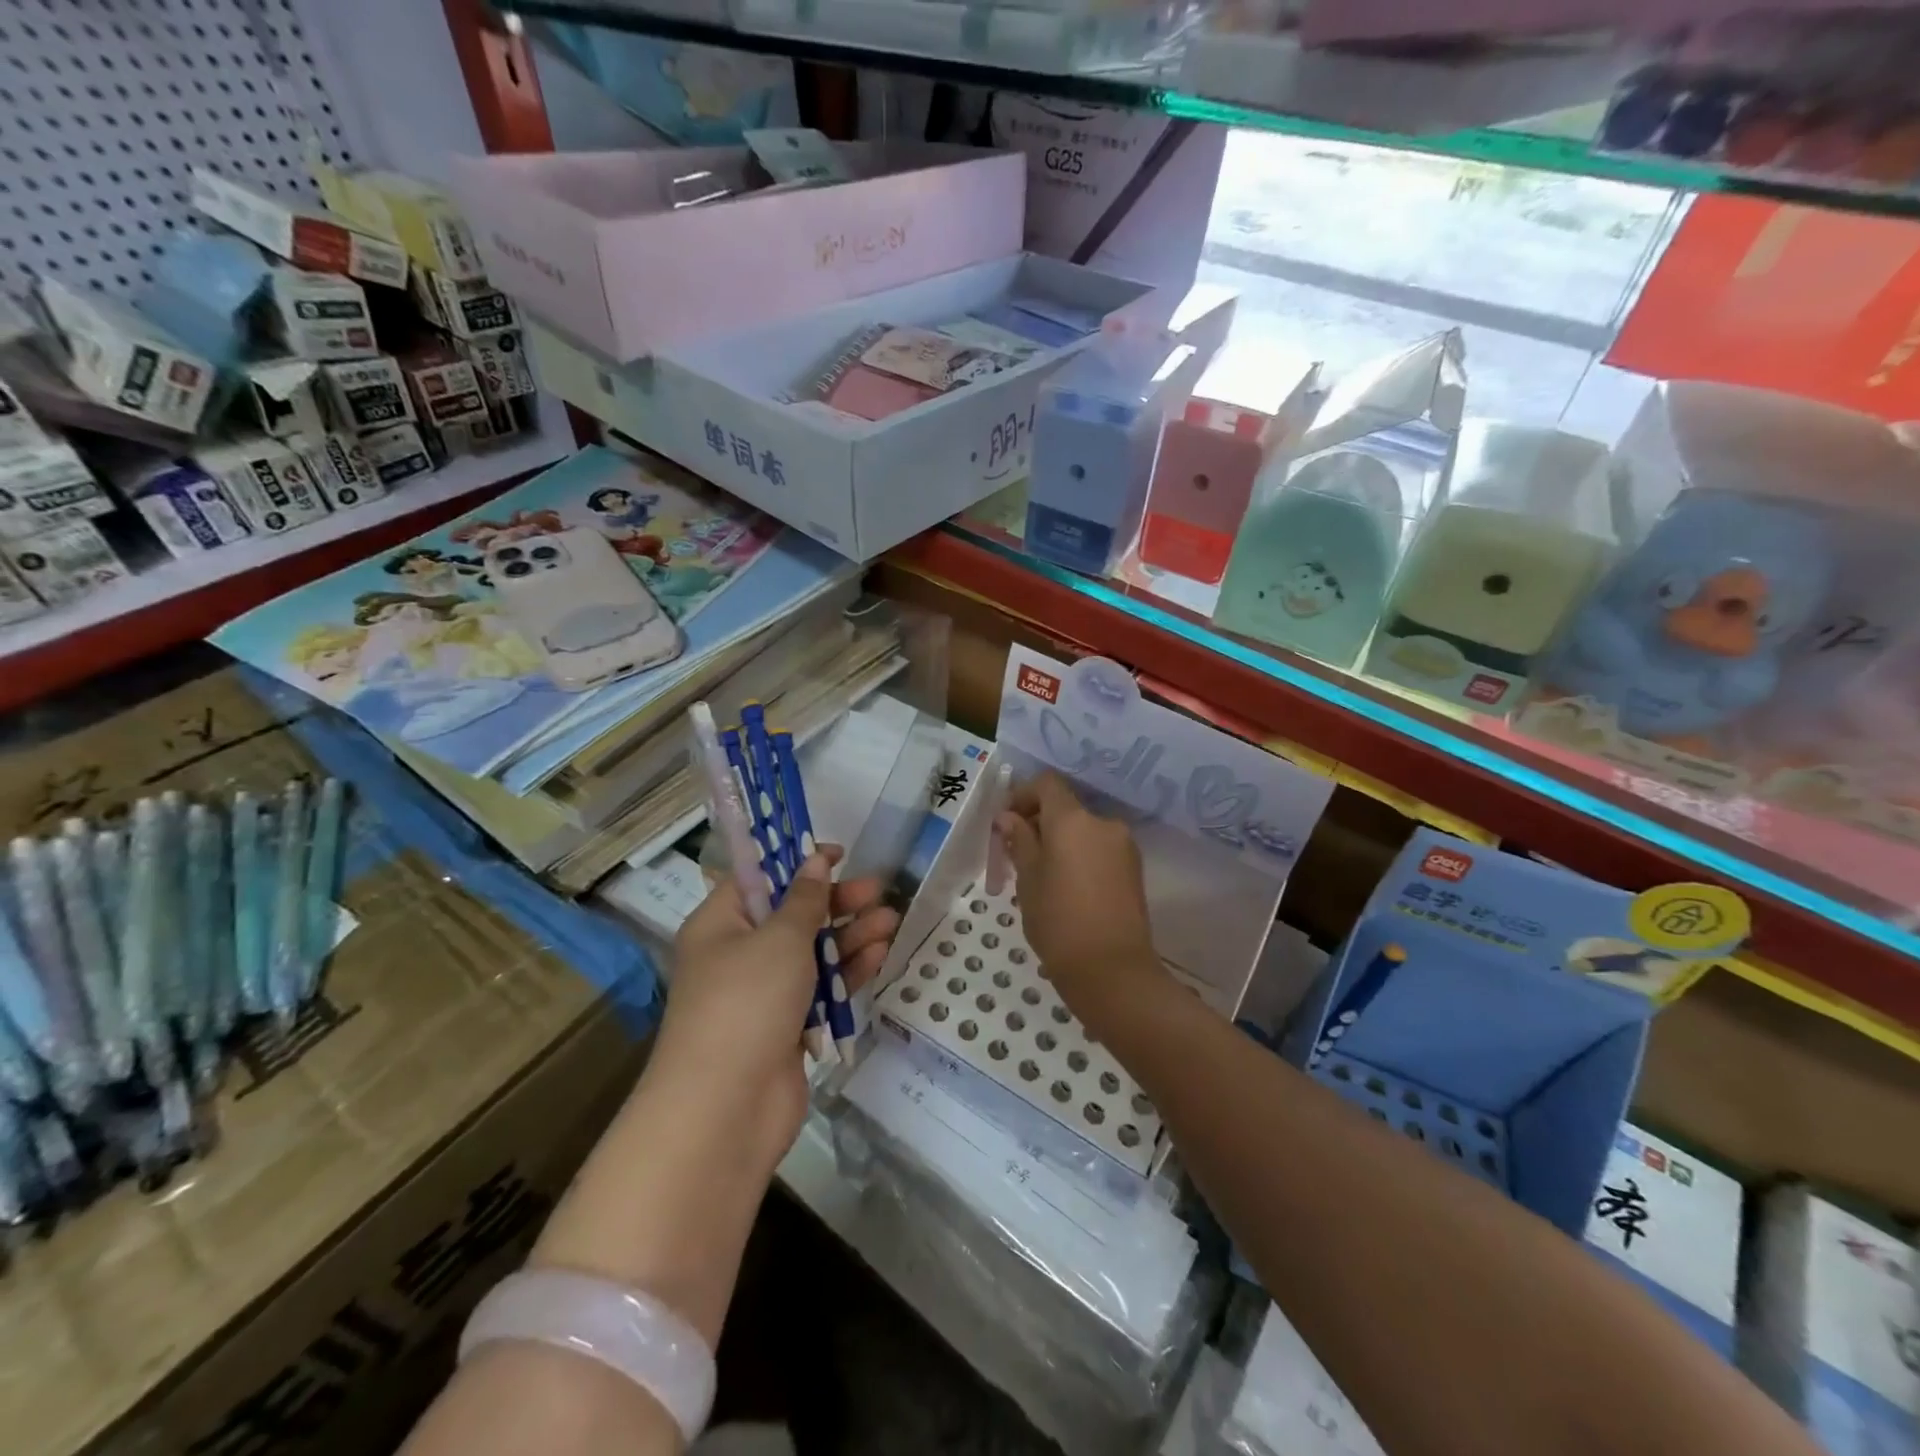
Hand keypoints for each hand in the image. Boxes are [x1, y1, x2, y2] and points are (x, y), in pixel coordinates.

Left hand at [658, 847, 898, 1168]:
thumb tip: (814, 862)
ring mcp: (762, 995)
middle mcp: (737, 955)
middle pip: (791, 916)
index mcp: (720, 924)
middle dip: (835, 902)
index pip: (758, 878)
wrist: (726, 1108)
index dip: (796, 862)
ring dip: (850, 936)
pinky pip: (819, 989)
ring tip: (891, 920)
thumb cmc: (747, 1002)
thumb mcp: (779, 938)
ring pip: (811, 953)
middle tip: (877, 889)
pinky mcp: (785, 1028)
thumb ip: (804, 899)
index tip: (838, 854)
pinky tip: (879, 955)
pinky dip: (847, 972)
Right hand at [995, 771, 1161, 1040]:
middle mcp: (1103, 823)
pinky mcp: (1134, 868)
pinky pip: (1099, 848)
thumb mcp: (1027, 881)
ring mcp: (1124, 845)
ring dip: (1060, 841)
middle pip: (1066, 807)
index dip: (1023, 796)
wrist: (1112, 971)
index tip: (1006, 823)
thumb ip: (1020, 841)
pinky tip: (1067, 888)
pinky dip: (1080, 855)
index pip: (1047, 784)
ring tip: (1041, 876)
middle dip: (1040, 822)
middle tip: (1017, 854)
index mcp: (1073, 820)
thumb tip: (1009, 818)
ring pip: (1083, 830)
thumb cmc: (1058, 922)